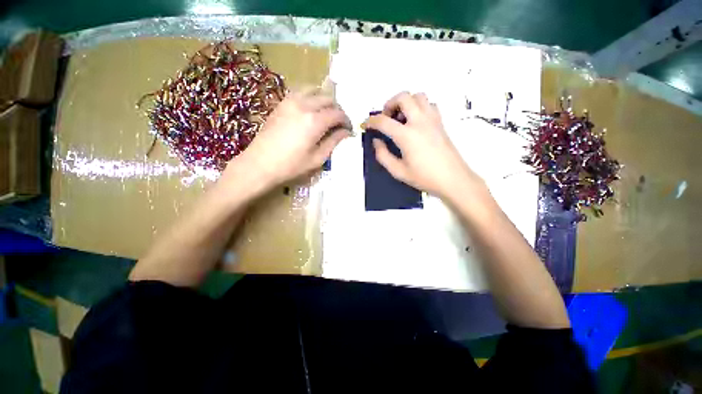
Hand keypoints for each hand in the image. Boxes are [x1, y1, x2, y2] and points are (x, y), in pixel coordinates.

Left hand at [222, 87, 350, 196]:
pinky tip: (311, 109)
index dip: (346, 121)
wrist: (259, 164)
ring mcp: (290, 101)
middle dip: (337, 109)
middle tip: (339, 123)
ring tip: (326, 114)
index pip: (337, 113)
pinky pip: (300, 92)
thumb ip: (333, 142)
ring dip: (324, 100)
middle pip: (328, 98)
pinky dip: (310, 96)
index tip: (349, 130)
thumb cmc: (291, 166)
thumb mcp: (317, 158)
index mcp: (314, 121)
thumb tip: (346, 132)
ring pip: (314, 90)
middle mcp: (304, 105)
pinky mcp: (281, 103)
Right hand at [363, 92, 482, 199]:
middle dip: (390, 103)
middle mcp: (420, 121)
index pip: (384, 121)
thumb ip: (383, 156)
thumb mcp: (398, 171)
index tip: (366, 125)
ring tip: (401, 117)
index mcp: (407, 135)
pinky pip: (429, 104)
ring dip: (406, 102)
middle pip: (403, 97)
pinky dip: (419, 107)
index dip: (371, 121)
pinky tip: (415, 121)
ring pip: (418, 96)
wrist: (453, 179)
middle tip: (386, 118)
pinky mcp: (441, 122)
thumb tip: (376, 142)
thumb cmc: (424, 177)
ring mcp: (433, 120)